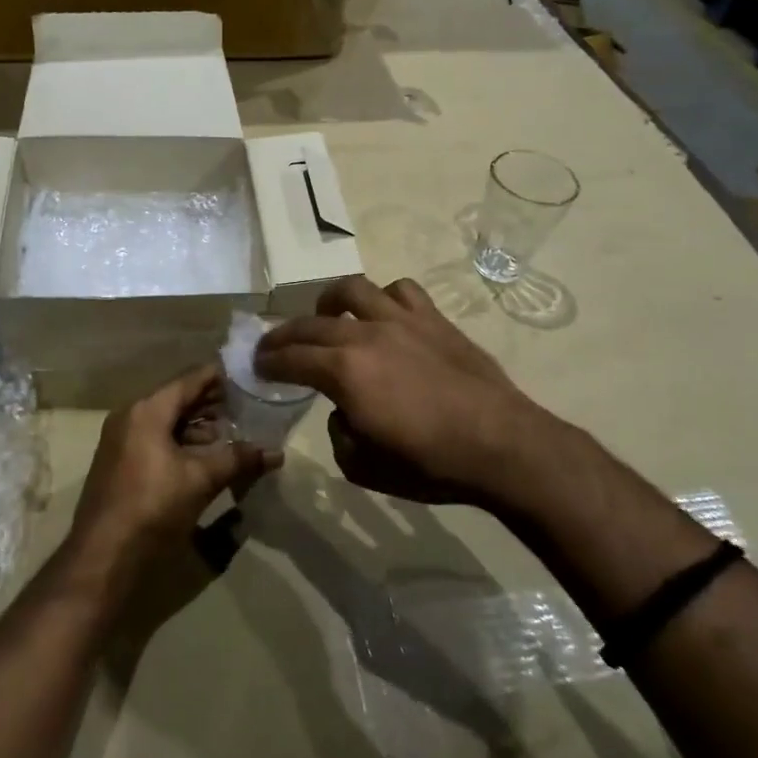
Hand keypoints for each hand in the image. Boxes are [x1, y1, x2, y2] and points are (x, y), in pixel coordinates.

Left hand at [63, 365, 280, 596]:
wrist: (103, 556)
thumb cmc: (153, 506)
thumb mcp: (201, 480)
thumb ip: (238, 459)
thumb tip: (276, 452)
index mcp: (147, 410)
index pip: (189, 380)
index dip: (219, 377)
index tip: (247, 376)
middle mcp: (130, 416)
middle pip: (177, 399)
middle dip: (211, 403)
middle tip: (246, 405)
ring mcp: (121, 440)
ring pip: (166, 422)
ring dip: (197, 426)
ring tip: (231, 432)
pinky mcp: (120, 463)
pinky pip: (155, 440)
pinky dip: (180, 442)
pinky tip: (205, 456)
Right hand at [256, 275, 580, 506]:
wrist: (500, 445)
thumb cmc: (429, 463)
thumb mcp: (363, 466)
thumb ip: (338, 433)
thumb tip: (342, 411)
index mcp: (343, 371)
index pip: (290, 358)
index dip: (268, 361)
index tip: (256, 365)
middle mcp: (365, 334)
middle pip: (310, 324)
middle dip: (283, 335)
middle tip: (272, 346)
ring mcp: (401, 320)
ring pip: (352, 290)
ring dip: (328, 302)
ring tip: (326, 316)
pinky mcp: (433, 318)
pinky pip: (400, 290)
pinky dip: (383, 299)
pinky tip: (384, 315)